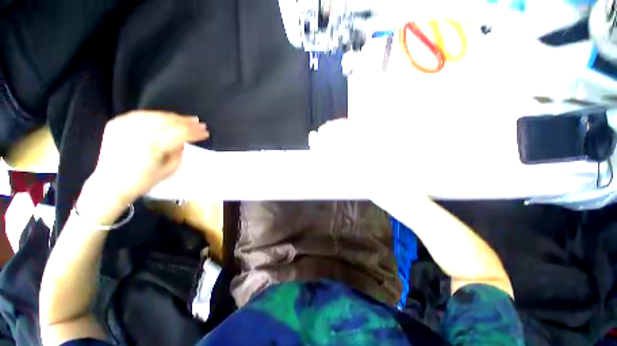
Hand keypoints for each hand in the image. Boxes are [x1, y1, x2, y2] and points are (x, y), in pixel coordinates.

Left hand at [86, 111, 208, 206]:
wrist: (110, 185)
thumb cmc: (142, 182)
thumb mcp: (169, 170)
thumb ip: (178, 152)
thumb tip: (182, 141)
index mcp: (152, 146)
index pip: (180, 134)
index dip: (195, 132)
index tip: (206, 132)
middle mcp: (138, 132)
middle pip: (169, 122)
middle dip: (187, 123)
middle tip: (199, 123)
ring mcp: (125, 125)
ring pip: (155, 116)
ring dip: (174, 117)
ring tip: (186, 119)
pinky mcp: (117, 123)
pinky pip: (141, 115)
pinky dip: (155, 115)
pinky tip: (165, 118)